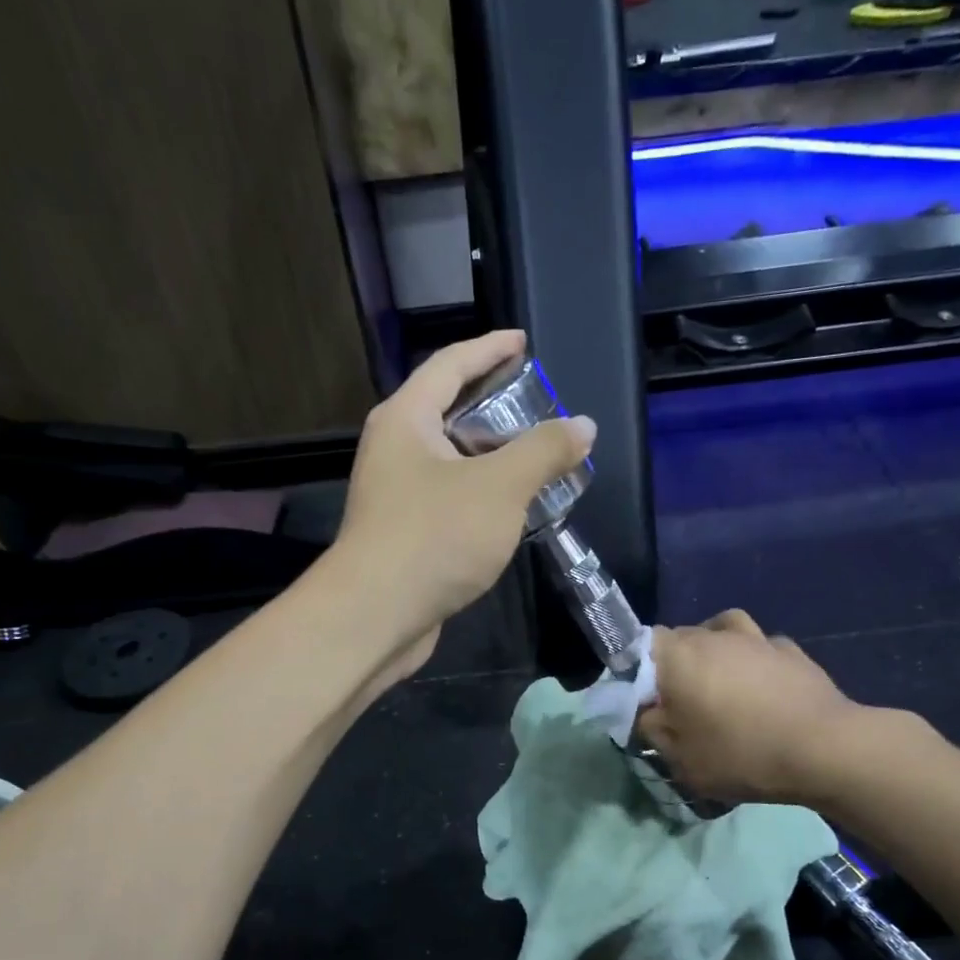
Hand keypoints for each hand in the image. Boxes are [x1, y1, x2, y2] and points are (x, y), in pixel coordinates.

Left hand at [333, 330, 594, 673]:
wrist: (376, 616)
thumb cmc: (435, 537)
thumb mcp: (500, 487)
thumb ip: (544, 451)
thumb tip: (583, 425)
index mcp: (406, 420)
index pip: (450, 365)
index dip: (490, 349)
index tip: (523, 343)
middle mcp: (394, 450)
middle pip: (449, 412)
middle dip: (496, 408)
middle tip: (540, 409)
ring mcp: (396, 496)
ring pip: (452, 462)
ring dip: (493, 459)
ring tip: (538, 460)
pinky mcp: (405, 536)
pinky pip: (450, 500)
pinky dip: (482, 496)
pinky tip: (513, 511)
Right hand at [638, 610, 889, 806]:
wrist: (825, 749)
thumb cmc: (742, 754)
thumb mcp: (682, 760)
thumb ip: (654, 731)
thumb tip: (650, 713)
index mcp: (678, 657)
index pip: (640, 645)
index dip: (637, 670)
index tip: (646, 700)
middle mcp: (713, 636)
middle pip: (679, 637)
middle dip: (674, 664)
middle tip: (681, 702)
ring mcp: (755, 638)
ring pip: (720, 630)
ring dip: (714, 650)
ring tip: (720, 681)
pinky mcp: (790, 650)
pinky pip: (759, 646)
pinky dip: (753, 660)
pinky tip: (761, 686)